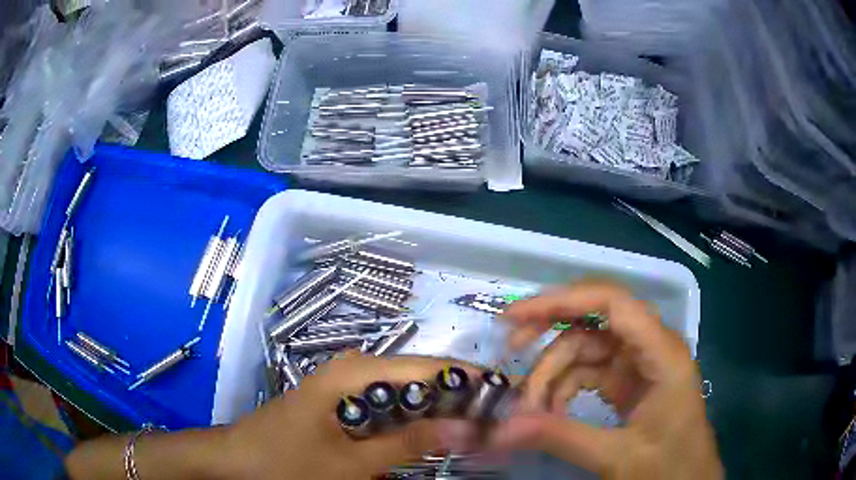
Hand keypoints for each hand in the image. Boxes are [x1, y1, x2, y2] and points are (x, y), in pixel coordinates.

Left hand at [225, 354, 479, 479]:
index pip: (427, 367)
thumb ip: (408, 443)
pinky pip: (384, 406)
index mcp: (355, 372)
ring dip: (433, 411)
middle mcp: (353, 369)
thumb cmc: (287, 462)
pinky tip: (424, 437)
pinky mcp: (338, 402)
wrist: (237, 460)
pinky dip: (407, 420)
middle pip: (417, 377)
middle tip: (487, 423)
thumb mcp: (351, 462)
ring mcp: (344, 385)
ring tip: (466, 431)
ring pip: (402, 393)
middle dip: (454, 399)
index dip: (467, 381)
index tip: (500, 401)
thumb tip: (466, 427)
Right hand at [490, 281, 722, 479]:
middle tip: (512, 347)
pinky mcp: (629, 383)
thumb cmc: (668, 467)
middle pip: (596, 319)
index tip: (517, 315)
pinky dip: (564, 388)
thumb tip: (502, 427)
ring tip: (530, 408)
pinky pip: (589, 373)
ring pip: (587, 349)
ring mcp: (639, 365)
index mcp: (662, 353)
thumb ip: (562, 438)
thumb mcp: (617, 456)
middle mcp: (651, 348)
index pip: (613, 304)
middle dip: (552, 331)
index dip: (564, 300)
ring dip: (554, 373)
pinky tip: (549, 413)